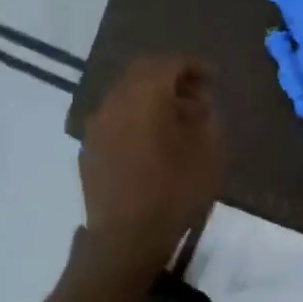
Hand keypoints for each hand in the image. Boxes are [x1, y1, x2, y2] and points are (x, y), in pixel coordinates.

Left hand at [79, 56, 223, 269]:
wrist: (125, 238)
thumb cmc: (174, 192)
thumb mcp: (209, 153)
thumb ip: (207, 117)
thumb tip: (197, 103)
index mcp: (145, 95)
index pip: (169, 63)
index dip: (194, 66)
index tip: (213, 78)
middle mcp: (115, 101)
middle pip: (142, 72)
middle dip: (170, 77)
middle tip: (196, 94)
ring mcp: (97, 124)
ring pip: (126, 94)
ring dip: (151, 97)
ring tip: (176, 120)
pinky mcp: (89, 147)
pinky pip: (115, 118)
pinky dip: (135, 116)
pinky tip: (151, 140)